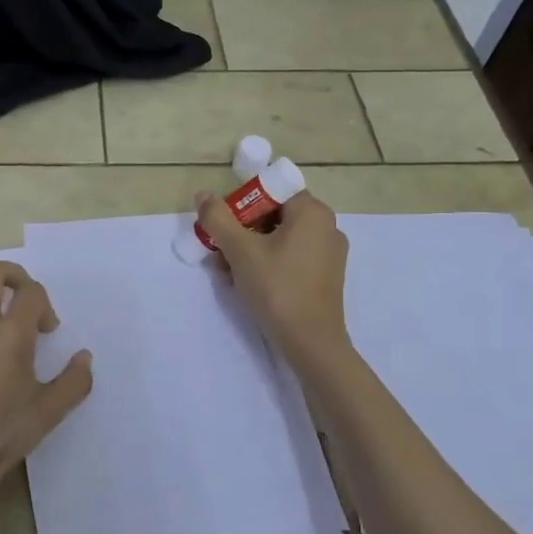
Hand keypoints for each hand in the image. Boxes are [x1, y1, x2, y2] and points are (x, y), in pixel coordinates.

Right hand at [196, 190, 350, 365]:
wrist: (311, 342)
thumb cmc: (277, 288)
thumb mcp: (240, 251)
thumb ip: (218, 219)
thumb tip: (203, 195)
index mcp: (312, 212)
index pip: (271, 191)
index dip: (241, 203)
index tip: (222, 225)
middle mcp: (326, 226)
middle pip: (274, 215)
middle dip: (241, 231)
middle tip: (218, 250)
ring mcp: (329, 253)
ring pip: (280, 238)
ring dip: (249, 249)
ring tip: (225, 271)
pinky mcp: (325, 276)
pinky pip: (291, 257)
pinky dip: (267, 263)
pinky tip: (245, 283)